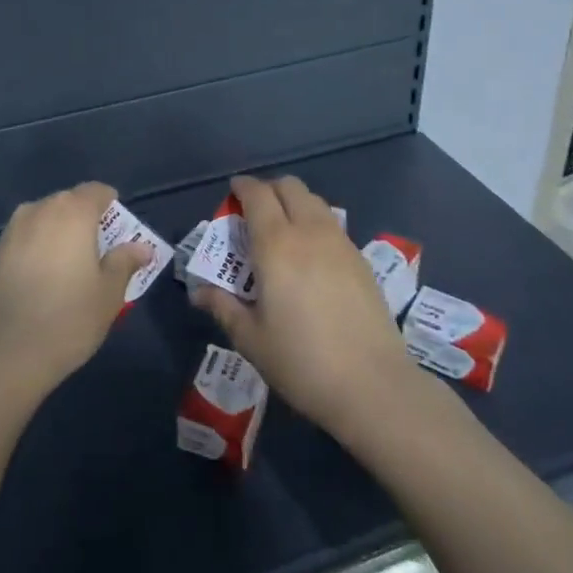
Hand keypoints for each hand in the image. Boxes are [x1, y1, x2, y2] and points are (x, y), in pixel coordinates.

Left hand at [0, 182, 152, 402]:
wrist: (7, 353)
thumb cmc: (69, 319)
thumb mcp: (109, 293)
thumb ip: (125, 262)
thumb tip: (142, 247)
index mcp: (73, 212)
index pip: (96, 191)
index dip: (111, 205)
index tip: (119, 230)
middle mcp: (40, 210)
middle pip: (69, 202)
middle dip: (86, 219)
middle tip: (99, 251)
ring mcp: (13, 230)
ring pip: (45, 218)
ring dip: (60, 232)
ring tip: (71, 265)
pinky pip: (26, 237)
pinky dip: (39, 246)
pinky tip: (45, 277)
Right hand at [189, 174, 418, 435]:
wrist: (373, 385)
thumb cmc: (301, 361)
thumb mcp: (251, 338)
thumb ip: (223, 307)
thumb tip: (199, 292)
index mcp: (276, 244)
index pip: (257, 195)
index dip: (242, 187)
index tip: (232, 193)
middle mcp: (309, 232)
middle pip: (290, 187)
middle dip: (269, 190)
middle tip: (254, 213)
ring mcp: (340, 243)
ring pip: (314, 201)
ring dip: (294, 203)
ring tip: (282, 232)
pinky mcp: (361, 260)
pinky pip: (332, 224)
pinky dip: (315, 223)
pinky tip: (311, 256)